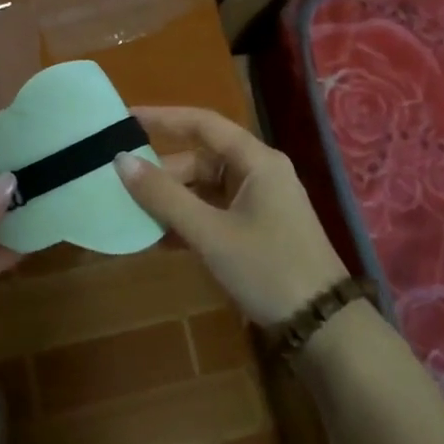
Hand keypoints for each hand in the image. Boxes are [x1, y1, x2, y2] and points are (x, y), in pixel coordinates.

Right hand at [116, 105, 347, 325]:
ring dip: (173, 201)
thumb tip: (121, 160)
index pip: (203, 124)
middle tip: (121, 186)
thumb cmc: (267, 268)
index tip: (125, 119)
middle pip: (201, 160)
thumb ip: (164, 196)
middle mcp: (260, 173)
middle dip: (162, 173)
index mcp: (256, 161)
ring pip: (206, 189)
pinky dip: (189, 221)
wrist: (322, 325)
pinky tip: (159, 239)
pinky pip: (215, 212)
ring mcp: (260, 202)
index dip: (163, 118)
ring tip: (133, 214)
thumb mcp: (210, 233)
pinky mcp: (258, 229)